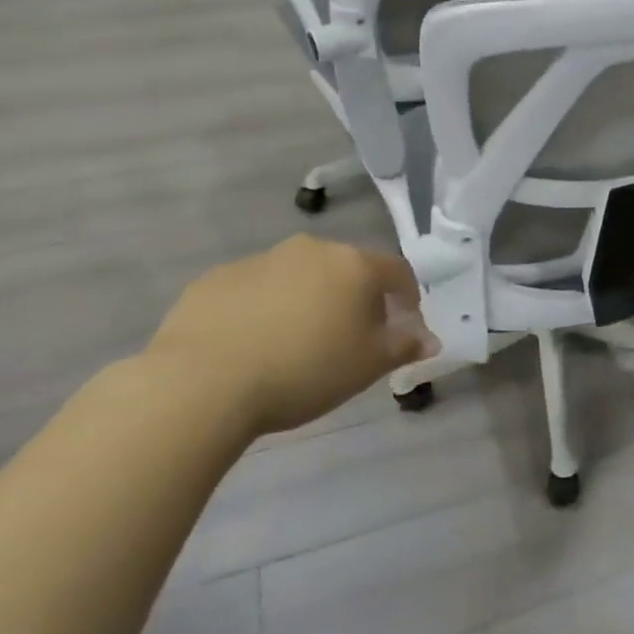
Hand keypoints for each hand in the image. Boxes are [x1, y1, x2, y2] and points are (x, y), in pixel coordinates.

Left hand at [144, 236, 435, 436]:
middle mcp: (311, 250)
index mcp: (354, 265)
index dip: (408, 296)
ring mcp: (260, 260)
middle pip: (346, 269)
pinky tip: (252, 342)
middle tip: (350, 336)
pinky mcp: (216, 278)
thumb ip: (404, 347)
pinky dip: (263, 307)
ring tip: (296, 341)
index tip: (405, 321)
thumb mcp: (367, 366)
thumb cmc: (304, 371)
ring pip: (299, 276)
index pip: (397, 271)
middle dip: (355, 296)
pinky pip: (254, 288)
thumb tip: (431, 340)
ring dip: (307, 299)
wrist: (202, 383)